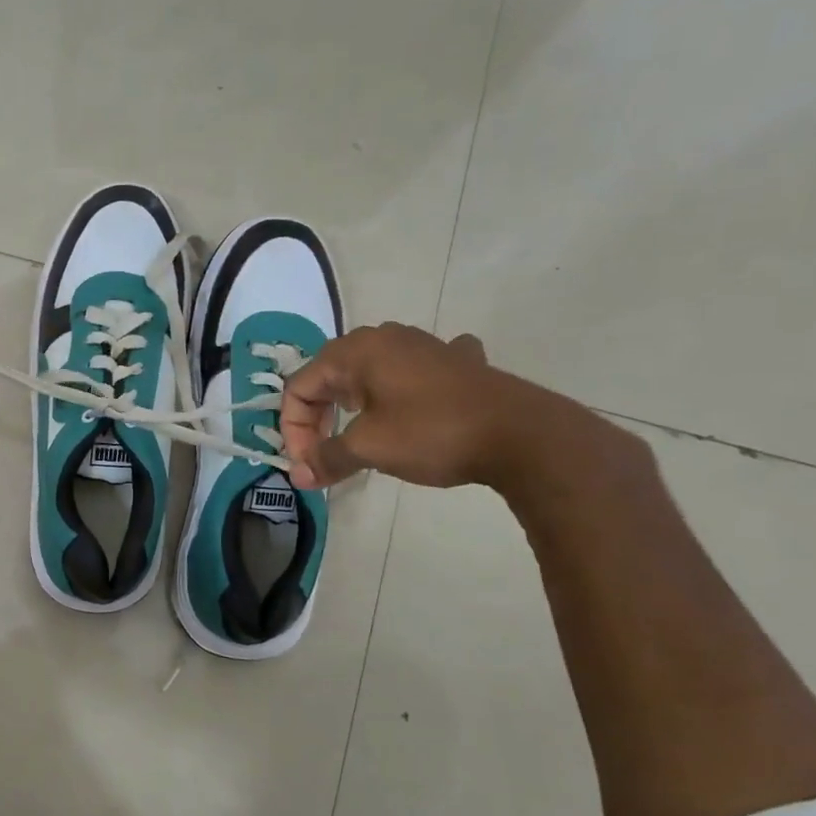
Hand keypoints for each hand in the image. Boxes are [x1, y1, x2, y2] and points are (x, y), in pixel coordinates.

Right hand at [280, 323, 578, 490]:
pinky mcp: (455, 363)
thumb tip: (298, 477)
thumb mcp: (369, 449)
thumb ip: (327, 459)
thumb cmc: (432, 433)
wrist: (523, 434)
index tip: (306, 464)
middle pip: (329, 377)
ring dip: (353, 405)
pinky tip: (413, 404)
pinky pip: (412, 372)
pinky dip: (400, 390)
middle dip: (318, 418)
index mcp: (355, 352)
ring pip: (368, 373)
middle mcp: (384, 338)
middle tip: (324, 455)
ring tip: (357, 434)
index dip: (293, 429)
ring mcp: (423, 346)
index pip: (300, 387)